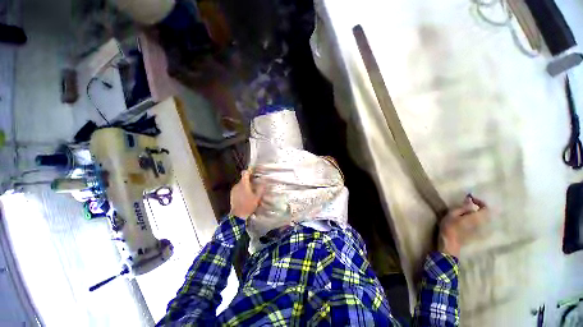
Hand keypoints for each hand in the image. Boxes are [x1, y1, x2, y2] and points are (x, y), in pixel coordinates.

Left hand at [229, 170, 263, 218]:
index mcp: (244, 184)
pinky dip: (242, 189)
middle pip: (243, 179)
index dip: (249, 171)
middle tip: (256, 184)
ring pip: (241, 184)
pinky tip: (246, 195)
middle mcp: (237, 185)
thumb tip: (264, 181)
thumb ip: (261, 188)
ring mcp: (234, 189)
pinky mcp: (232, 194)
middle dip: (249, 180)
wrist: (238, 215)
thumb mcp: (257, 197)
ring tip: (251, 191)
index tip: (254, 171)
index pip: (245, 173)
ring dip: (246, 185)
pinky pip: (238, 188)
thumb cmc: (248, 205)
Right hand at [438, 195, 488, 256]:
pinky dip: (474, 218)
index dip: (479, 201)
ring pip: (482, 219)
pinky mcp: (476, 233)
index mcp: (477, 217)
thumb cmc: (450, 227)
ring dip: (475, 213)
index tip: (470, 198)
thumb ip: (462, 207)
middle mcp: (482, 223)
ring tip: (465, 211)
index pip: (485, 207)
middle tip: (467, 204)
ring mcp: (479, 229)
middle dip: (478, 207)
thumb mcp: (452, 214)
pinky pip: (478, 223)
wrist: (450, 243)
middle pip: (485, 213)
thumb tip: (469, 201)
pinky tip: (465, 219)